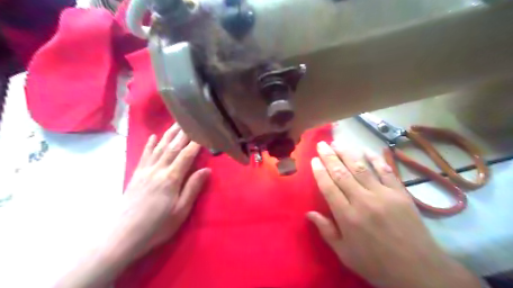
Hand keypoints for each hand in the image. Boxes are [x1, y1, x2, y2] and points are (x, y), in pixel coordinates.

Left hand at [54, 125, 209, 287]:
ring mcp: (145, 171)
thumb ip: (193, 188)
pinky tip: (153, 137)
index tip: (203, 131)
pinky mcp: (136, 175)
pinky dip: (149, 144)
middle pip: (172, 147)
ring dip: (168, 134)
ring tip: (176, 123)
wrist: (122, 236)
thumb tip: (207, 169)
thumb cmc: (157, 226)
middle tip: (190, 119)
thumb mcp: (180, 211)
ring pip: (159, 148)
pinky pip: (144, 155)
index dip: (195, 143)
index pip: (186, 155)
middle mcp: (158, 170)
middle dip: (183, 133)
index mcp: (171, 179)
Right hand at [308, 142, 481, 287]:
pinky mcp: (400, 193)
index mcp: (347, 217)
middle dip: (330, 157)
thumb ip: (326, 231)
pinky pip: (386, 171)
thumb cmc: (376, 264)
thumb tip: (309, 213)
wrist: (419, 271)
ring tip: (337, 143)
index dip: (320, 171)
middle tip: (322, 144)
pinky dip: (376, 159)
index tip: (314, 159)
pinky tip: (366, 149)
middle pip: (342, 173)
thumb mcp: (345, 254)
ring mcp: (383, 195)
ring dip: (348, 153)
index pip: (329, 187)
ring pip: (361, 168)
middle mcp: (363, 201)